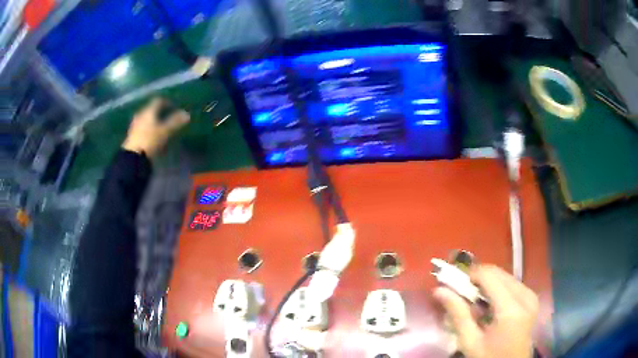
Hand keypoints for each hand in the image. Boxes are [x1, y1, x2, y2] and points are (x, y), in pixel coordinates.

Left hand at [122, 98, 189, 157]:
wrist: (133, 158)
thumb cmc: (150, 140)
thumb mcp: (166, 131)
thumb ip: (176, 122)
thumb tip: (187, 114)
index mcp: (148, 110)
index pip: (158, 101)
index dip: (167, 102)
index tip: (174, 107)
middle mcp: (140, 115)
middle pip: (151, 109)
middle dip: (159, 113)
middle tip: (168, 118)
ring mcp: (135, 125)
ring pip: (146, 119)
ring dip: (153, 122)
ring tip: (161, 128)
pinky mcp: (132, 136)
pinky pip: (142, 128)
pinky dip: (148, 130)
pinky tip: (152, 136)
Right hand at [434, 265, 538, 357]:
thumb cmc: (489, 357)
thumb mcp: (470, 342)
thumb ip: (458, 314)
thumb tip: (439, 291)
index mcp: (511, 308)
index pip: (489, 276)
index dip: (469, 275)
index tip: (453, 284)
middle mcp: (525, 296)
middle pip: (498, 273)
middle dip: (478, 279)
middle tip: (461, 294)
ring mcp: (530, 296)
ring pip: (505, 276)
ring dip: (488, 284)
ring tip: (475, 302)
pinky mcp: (531, 298)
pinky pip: (512, 284)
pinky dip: (497, 289)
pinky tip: (489, 305)